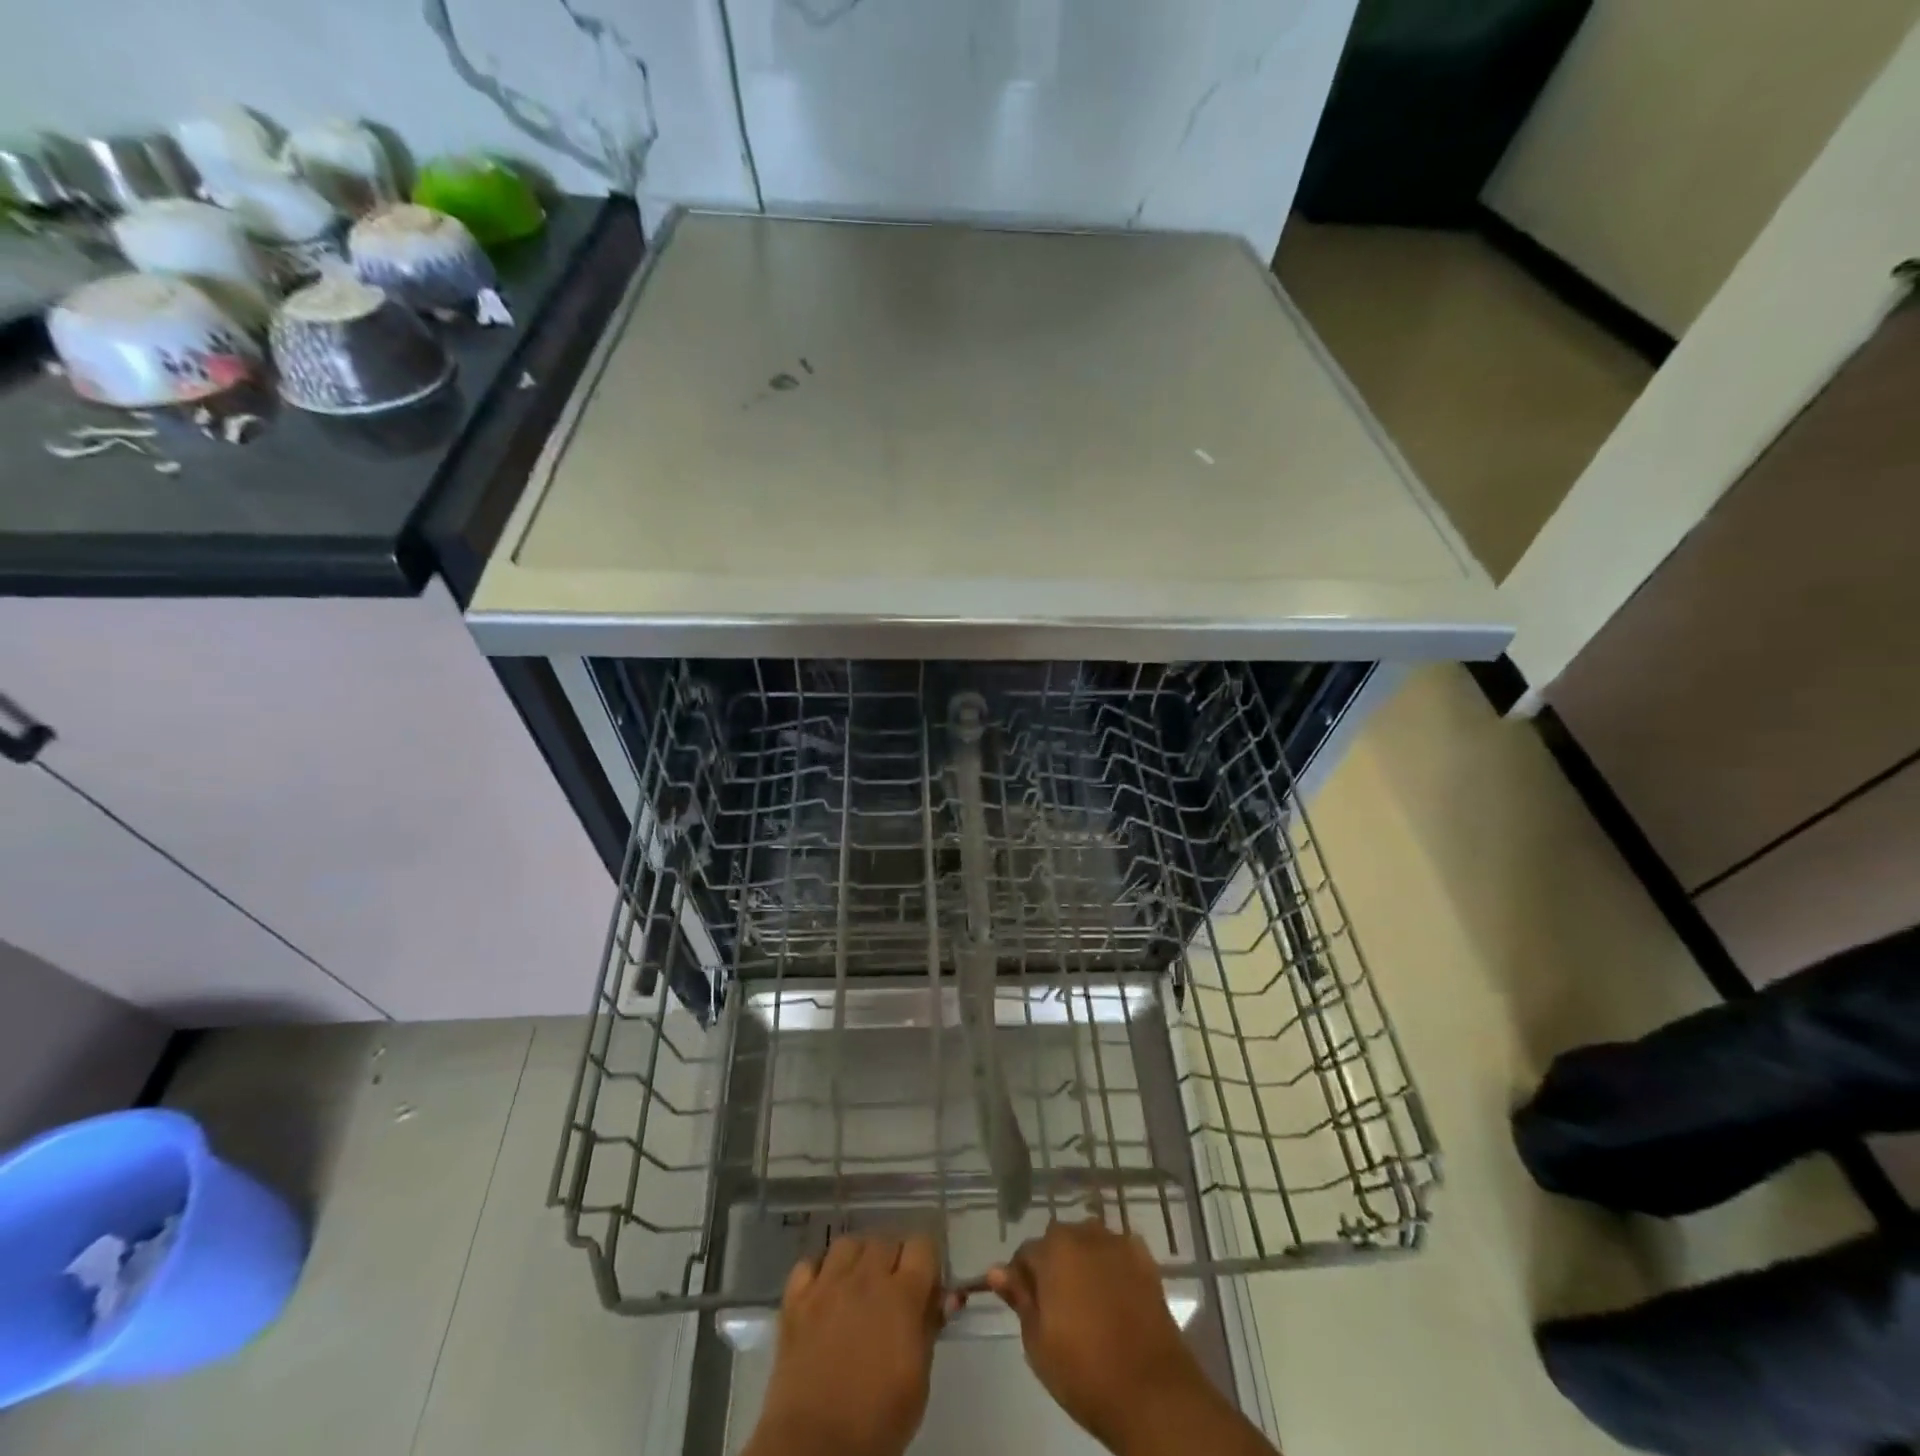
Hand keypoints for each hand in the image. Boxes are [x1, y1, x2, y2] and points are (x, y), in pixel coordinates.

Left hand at [747, 1234, 946, 1455]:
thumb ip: (930, 1330)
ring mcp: (827, 1285)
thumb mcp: (918, 1383)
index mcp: (902, 1295)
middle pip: (885, 1240)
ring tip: (858, 1287)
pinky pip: (808, 1264)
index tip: (926, 1284)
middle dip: (894, 1260)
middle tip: (893, 1292)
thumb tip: (943, 1298)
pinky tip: (823, 1294)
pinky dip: (818, 1272)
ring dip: (857, 1259)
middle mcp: (865, 1278)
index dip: (927, 1260)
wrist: (814, 1449)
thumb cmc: (876, 1424)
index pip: (922, 1244)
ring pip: (848, 1244)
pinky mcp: (796, 1300)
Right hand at [987, 1221, 1218, 1453]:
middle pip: (1059, 1242)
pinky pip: (1118, 1253)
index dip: (1023, 1280)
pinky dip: (1112, 1266)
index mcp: (1054, 1249)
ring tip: (1088, 1302)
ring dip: (1084, 1262)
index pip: (1025, 1254)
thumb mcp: (1037, 1342)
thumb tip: (997, 1270)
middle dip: (1054, 1266)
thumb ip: (1019, 1299)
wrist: (1151, 1392)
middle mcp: (1085, 1233)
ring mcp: (1119, 1243)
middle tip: (1059, 1309)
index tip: (1028, 1308)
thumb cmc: (1085, 1371)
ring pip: (1089, 1244)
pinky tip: (1115, 1296)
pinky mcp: (1146, 1259)